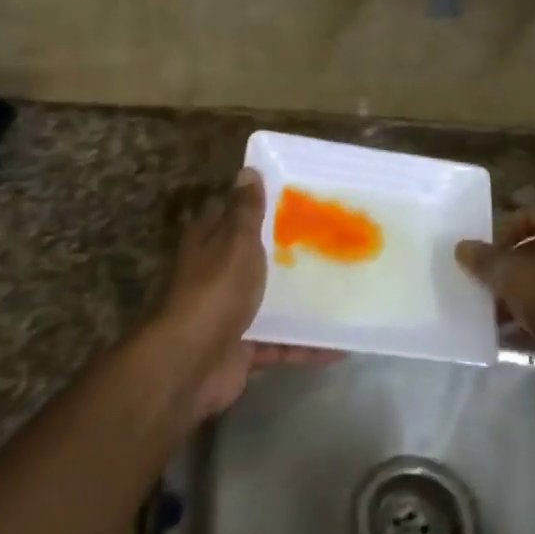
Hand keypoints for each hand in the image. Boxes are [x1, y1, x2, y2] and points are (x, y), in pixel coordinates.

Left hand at [150, 168, 334, 419]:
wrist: (192, 362)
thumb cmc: (216, 290)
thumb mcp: (235, 241)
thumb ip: (245, 211)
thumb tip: (247, 171)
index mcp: (209, 244)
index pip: (233, 217)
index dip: (261, 207)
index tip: (300, 202)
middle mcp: (216, 277)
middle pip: (256, 261)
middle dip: (289, 257)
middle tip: (333, 245)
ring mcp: (229, 315)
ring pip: (270, 304)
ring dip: (301, 304)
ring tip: (343, 294)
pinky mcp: (243, 349)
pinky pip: (281, 345)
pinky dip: (306, 346)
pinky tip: (340, 346)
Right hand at [455, 208, 534, 359]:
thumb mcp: (515, 278)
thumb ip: (486, 261)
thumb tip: (462, 246)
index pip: (531, 214)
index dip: (502, 231)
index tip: (482, 256)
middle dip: (507, 267)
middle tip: (483, 286)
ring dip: (519, 295)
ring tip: (492, 316)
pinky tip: (512, 336)